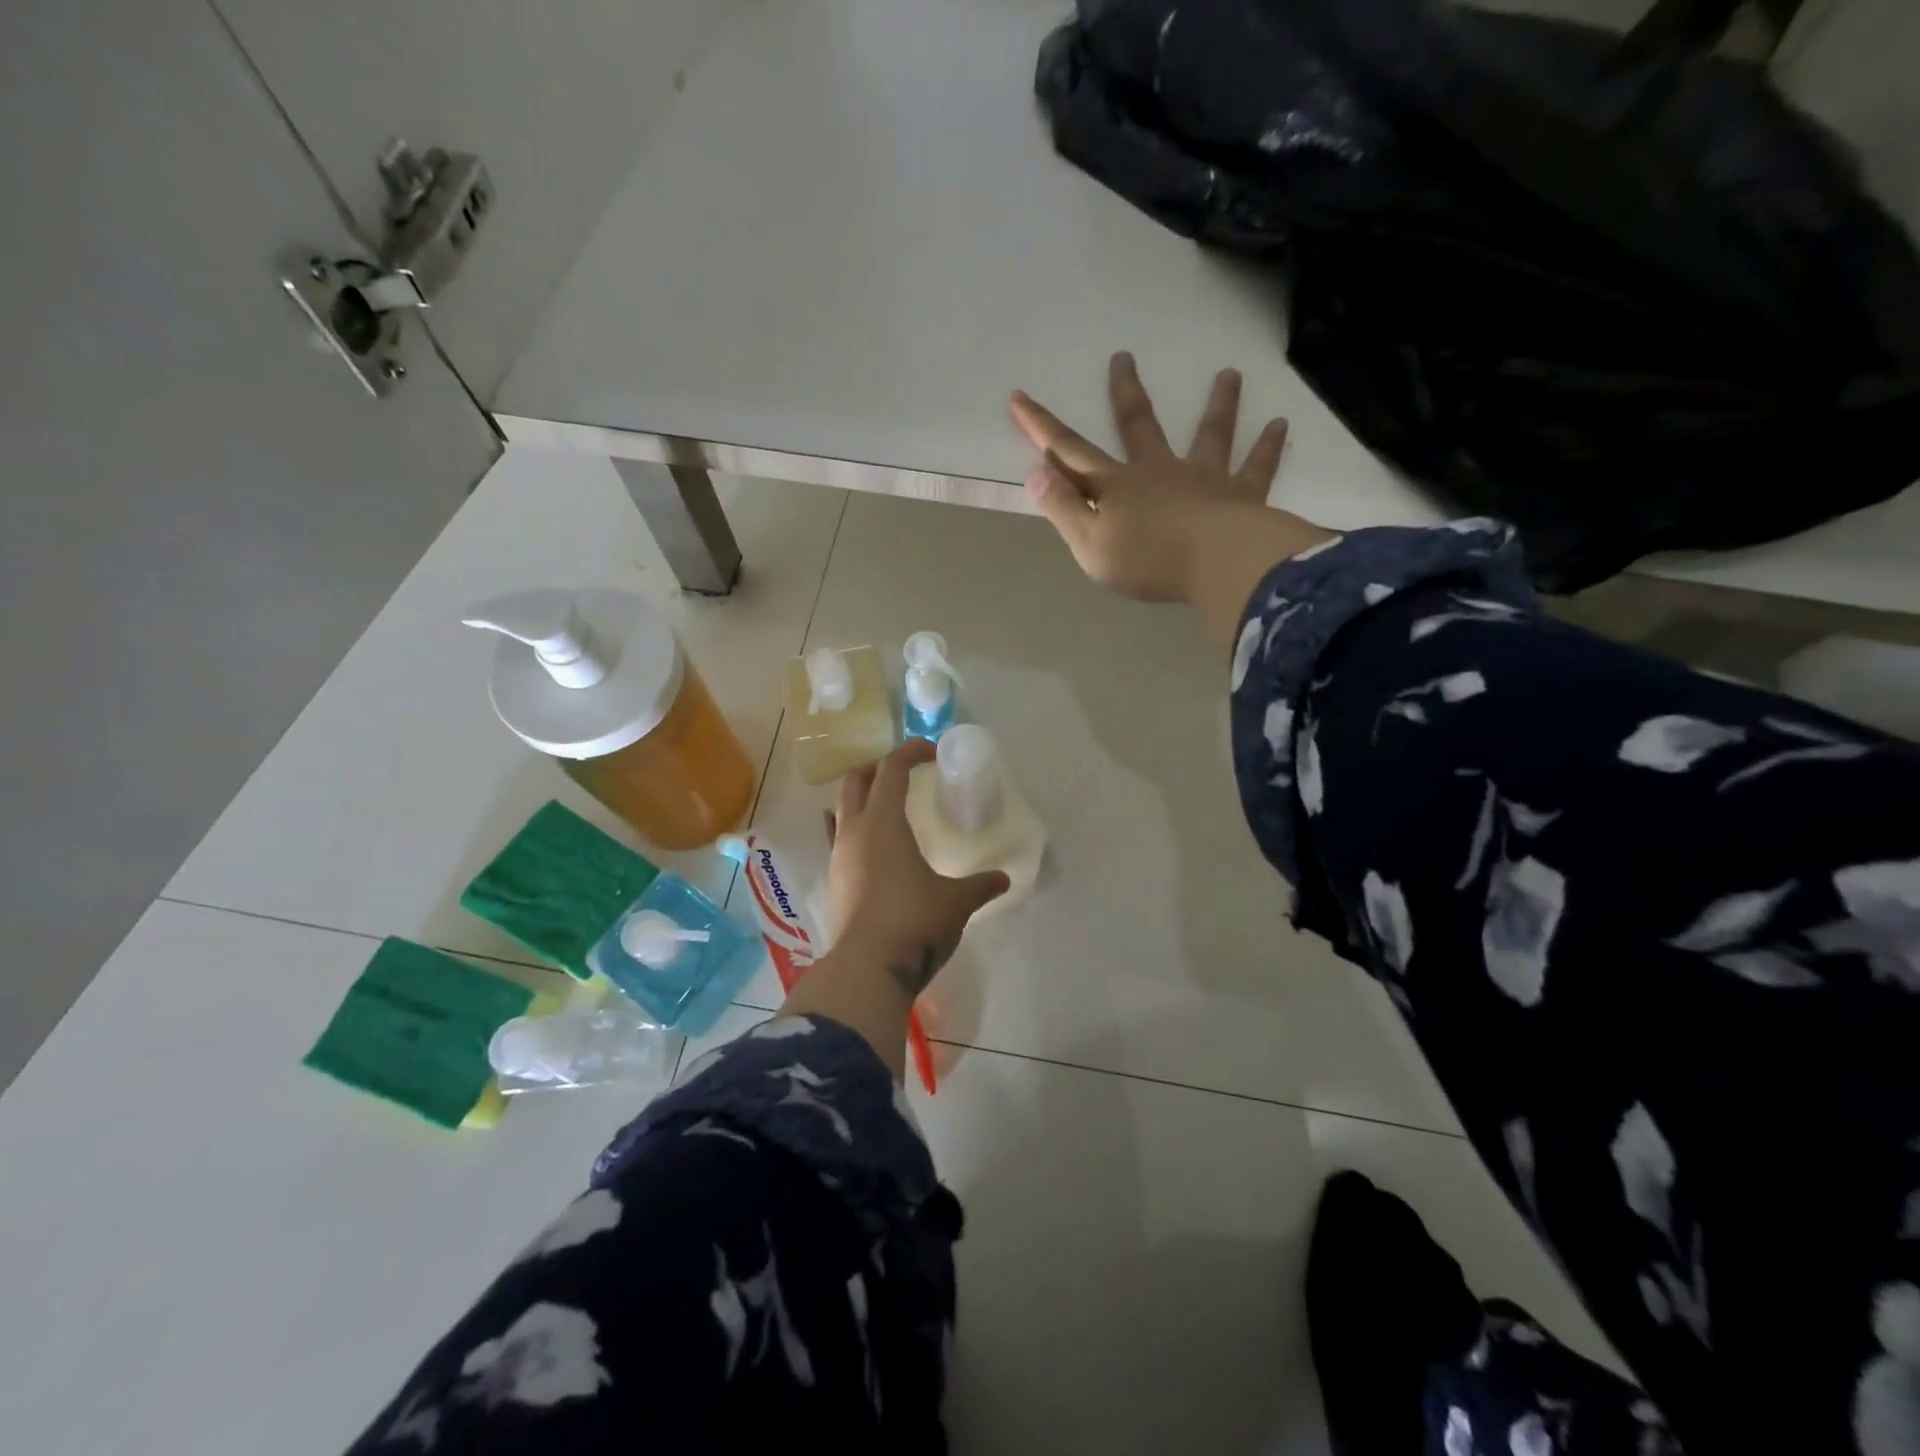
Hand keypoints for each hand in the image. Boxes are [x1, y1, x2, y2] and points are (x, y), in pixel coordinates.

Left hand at [825, 740, 1009, 1000]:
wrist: (868, 968)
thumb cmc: (915, 921)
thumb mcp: (956, 901)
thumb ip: (980, 885)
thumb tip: (1004, 880)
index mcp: (883, 823)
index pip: (891, 770)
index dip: (910, 752)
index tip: (931, 752)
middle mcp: (854, 832)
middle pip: (855, 781)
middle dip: (877, 768)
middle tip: (902, 772)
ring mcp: (839, 857)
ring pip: (841, 810)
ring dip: (862, 799)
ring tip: (887, 807)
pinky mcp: (835, 882)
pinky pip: (838, 840)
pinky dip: (853, 829)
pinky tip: (871, 846)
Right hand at [1008, 352, 1290, 601]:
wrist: (1215, 565)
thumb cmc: (1146, 561)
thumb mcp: (1089, 543)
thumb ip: (1062, 507)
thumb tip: (1037, 471)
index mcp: (1116, 487)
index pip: (1070, 452)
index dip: (1042, 427)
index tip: (1019, 397)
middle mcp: (1158, 470)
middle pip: (1138, 425)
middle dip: (1125, 392)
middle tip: (1123, 356)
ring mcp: (1203, 477)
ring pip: (1210, 434)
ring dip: (1218, 404)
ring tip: (1230, 374)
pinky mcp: (1241, 494)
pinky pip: (1256, 467)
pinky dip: (1267, 446)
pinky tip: (1280, 424)